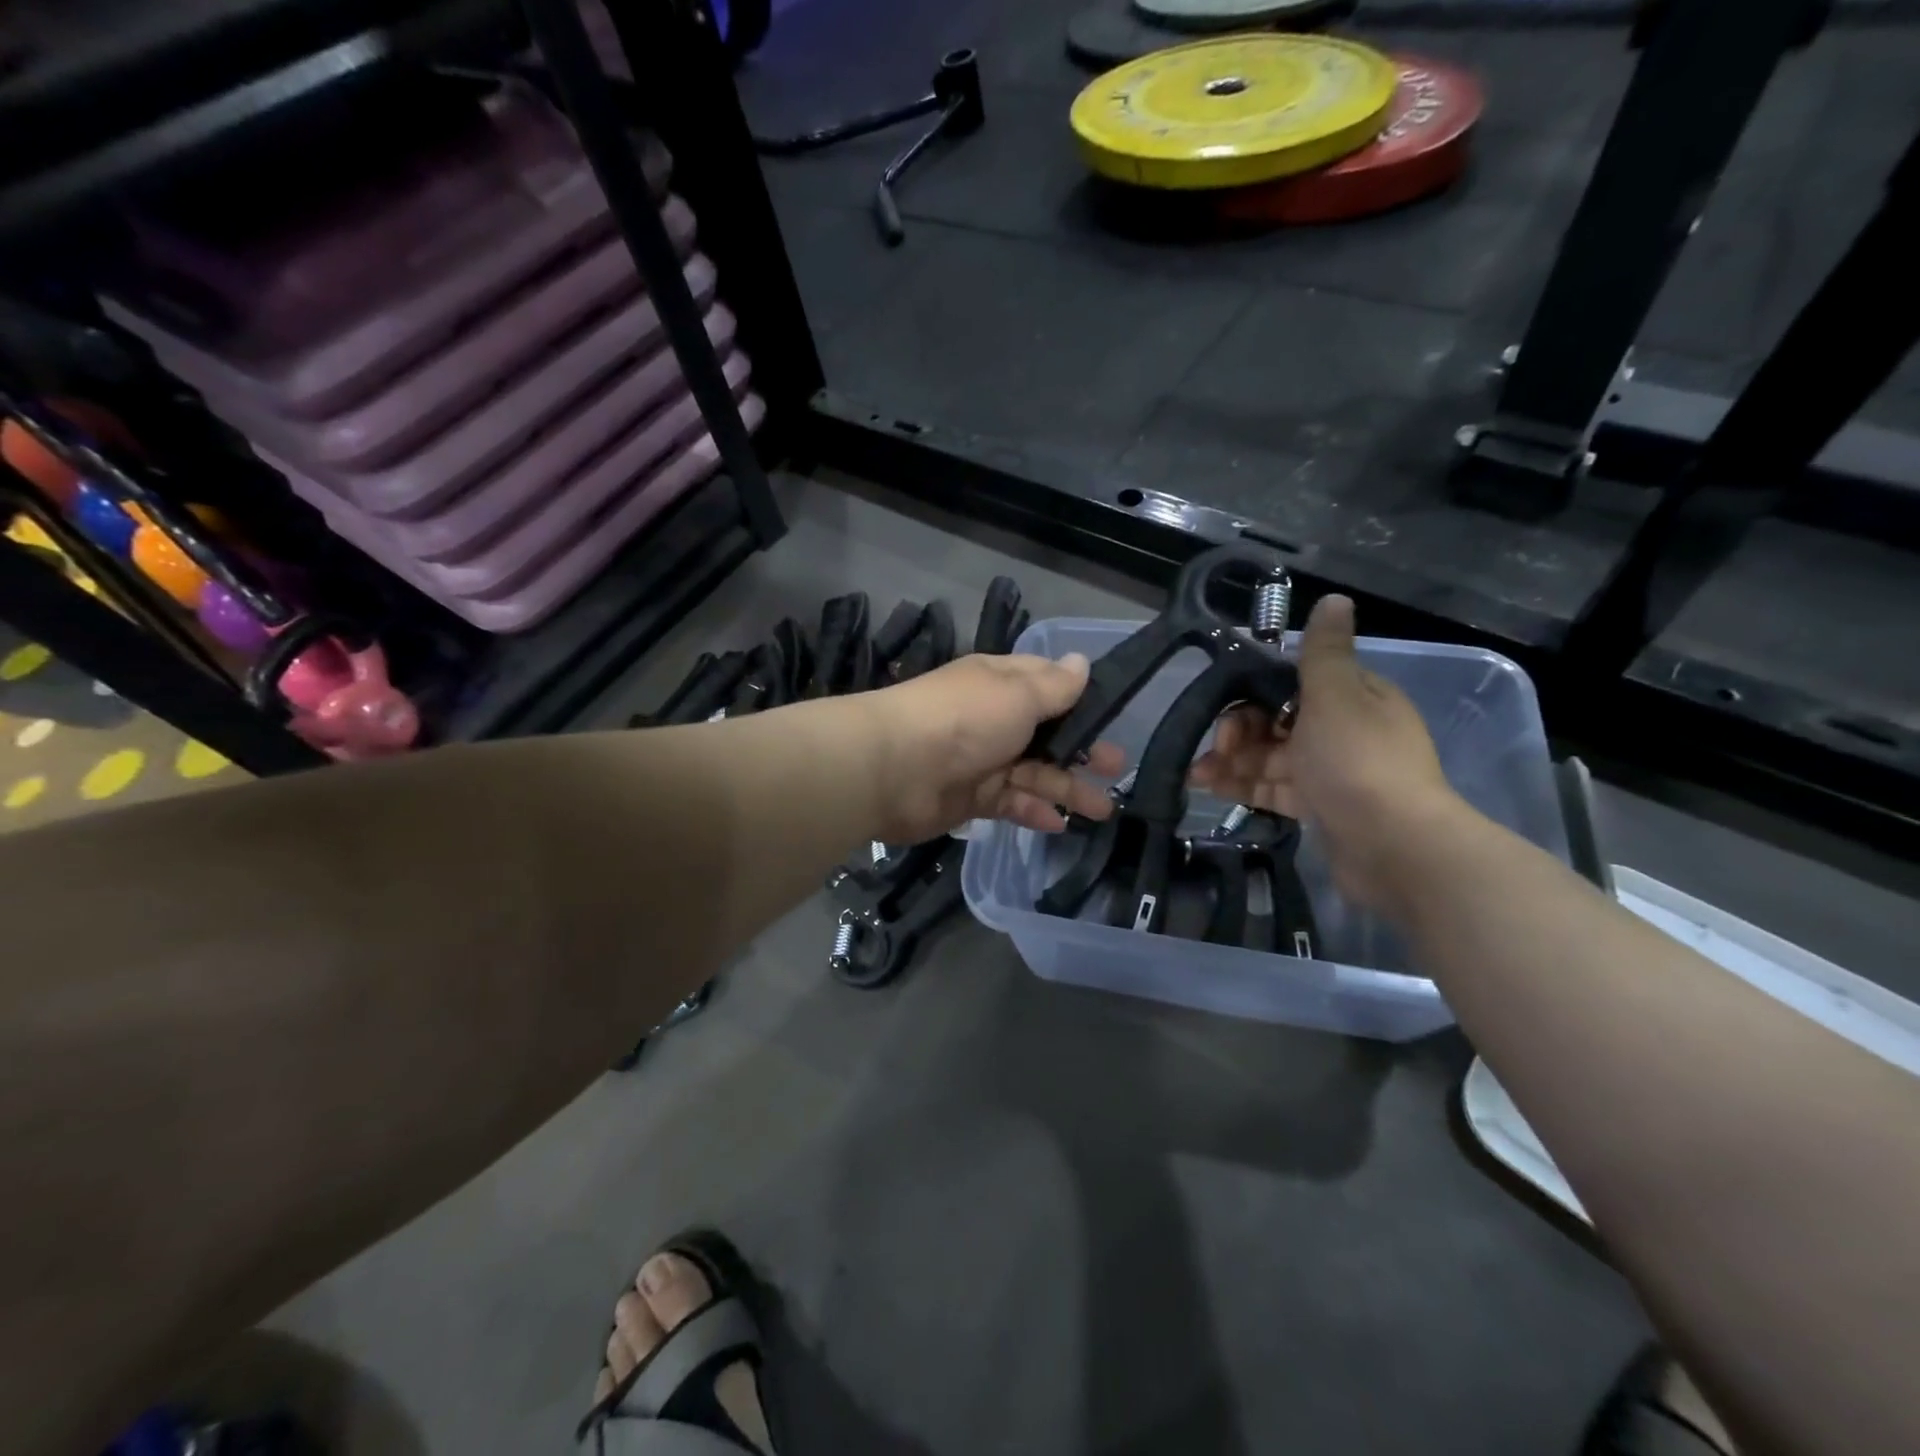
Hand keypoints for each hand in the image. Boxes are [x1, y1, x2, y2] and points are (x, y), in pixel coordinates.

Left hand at [865, 652, 1125, 843]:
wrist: (894, 770)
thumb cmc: (964, 720)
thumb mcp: (1017, 695)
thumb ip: (1054, 686)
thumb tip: (1081, 661)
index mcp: (1000, 684)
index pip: (1046, 684)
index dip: (1079, 698)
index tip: (1112, 713)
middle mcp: (992, 719)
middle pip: (1046, 733)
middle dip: (1082, 748)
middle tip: (1116, 767)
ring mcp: (981, 760)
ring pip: (1033, 772)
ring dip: (1067, 788)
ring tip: (1104, 808)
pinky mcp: (971, 798)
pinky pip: (1010, 803)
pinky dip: (1033, 811)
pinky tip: (1060, 824)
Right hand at [1188, 595, 1464, 910]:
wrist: (1393, 846)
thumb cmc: (1357, 761)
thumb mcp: (1336, 695)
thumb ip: (1323, 651)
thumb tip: (1335, 597)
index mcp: (1354, 696)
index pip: (1293, 682)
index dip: (1254, 692)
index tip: (1226, 706)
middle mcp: (1344, 730)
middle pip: (1276, 721)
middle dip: (1238, 731)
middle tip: (1215, 749)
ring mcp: (1332, 772)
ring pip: (1271, 756)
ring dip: (1232, 761)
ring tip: (1196, 776)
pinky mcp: (1320, 808)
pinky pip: (1275, 787)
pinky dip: (1244, 785)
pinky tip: (1211, 789)